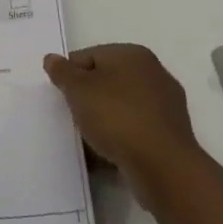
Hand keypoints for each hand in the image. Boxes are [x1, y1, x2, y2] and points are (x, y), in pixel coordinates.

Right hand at [43, 44, 200, 210]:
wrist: (163, 168)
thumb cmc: (117, 118)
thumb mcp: (79, 90)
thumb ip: (62, 72)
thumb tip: (52, 58)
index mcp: (133, 54)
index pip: (89, 56)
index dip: (70, 75)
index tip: (60, 96)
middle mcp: (154, 73)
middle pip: (107, 80)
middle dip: (88, 97)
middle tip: (71, 116)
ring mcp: (166, 106)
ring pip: (121, 107)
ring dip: (104, 120)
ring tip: (87, 139)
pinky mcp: (170, 135)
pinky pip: (135, 130)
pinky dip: (120, 138)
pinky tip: (106, 154)